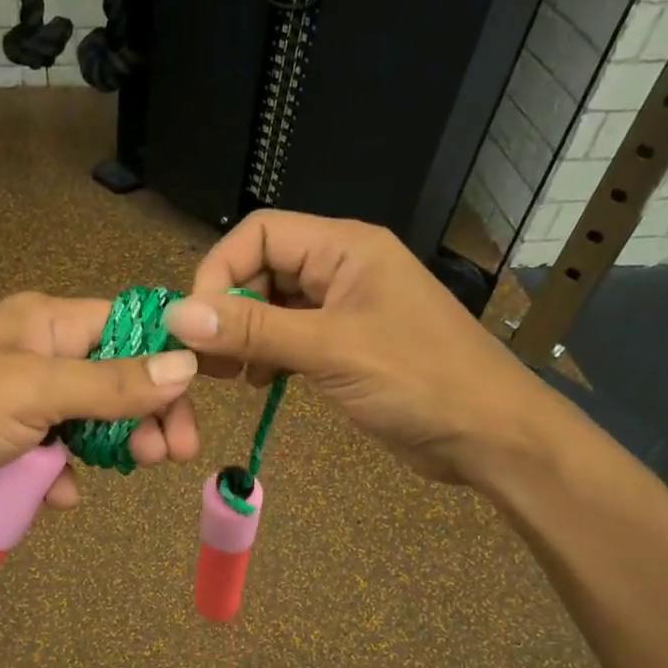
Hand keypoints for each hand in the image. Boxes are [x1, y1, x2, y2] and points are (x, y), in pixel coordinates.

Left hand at [0, 292, 200, 532]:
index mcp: (43, 324)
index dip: (165, 357)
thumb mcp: (34, 391)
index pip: (125, 326)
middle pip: (114, 379)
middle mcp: (36, 357)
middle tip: (174, 453)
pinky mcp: (3, 447)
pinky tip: (60, 495)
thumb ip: (111, 383)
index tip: (194, 397)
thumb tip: (185, 365)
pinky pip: (52, 458)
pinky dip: (63, 476)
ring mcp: (19, 404)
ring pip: (88, 422)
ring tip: (133, 469)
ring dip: (111, 447)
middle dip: (147, 413)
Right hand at [163, 210, 546, 483]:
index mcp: (345, 248)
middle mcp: (342, 269)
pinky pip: (291, 338)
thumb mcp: (331, 350)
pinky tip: (259, 384)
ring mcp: (345, 309)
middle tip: (204, 359)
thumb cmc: (418, 380)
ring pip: (273, 307)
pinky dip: (267, 355)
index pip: (260, 233)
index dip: (219, 269)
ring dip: (244, 335)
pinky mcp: (346, 346)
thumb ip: (254, 330)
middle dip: (228, 309)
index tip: (195, 322)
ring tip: (227, 375)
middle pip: (262, 268)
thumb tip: (178, 316)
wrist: (488, 434)